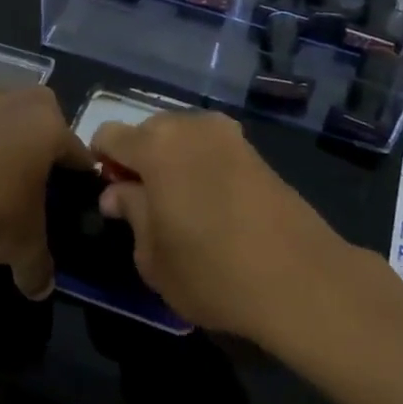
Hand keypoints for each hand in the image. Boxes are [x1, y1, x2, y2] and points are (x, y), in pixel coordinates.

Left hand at [0, 87, 88, 299]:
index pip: (76, 149)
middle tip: (37, 169)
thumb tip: (43, 290)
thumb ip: (38, 267)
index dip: (79, 172)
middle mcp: (14, 105)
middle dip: (42, 132)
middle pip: (41, 109)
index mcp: (48, 128)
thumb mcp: (22, 246)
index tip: (78, 189)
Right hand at [90, 109, 347, 343]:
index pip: (109, 134)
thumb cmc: (212, 271)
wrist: (301, 278)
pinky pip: (211, 148)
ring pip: (182, 137)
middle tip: (144, 206)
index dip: (101, 162)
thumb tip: (117, 193)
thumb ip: (131, 214)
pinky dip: (201, 166)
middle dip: (139, 160)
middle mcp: (191, 125)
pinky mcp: (255, 151)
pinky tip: (211, 205)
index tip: (110, 196)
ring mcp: (227, 135)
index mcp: (156, 145)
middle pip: (148, 131)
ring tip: (180, 207)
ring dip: (172, 161)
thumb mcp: (153, 256)